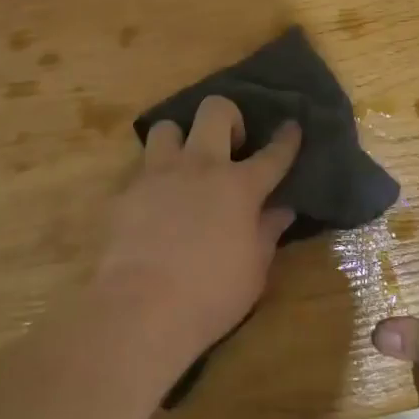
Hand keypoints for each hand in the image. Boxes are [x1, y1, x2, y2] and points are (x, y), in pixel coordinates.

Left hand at [88, 96, 301, 365]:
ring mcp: (159, 174)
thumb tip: (283, 209)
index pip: (272, 154)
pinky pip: (141, 168)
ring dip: (180, 140)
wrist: (141, 308)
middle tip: (230, 144)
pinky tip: (155, 201)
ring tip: (184, 165)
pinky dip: (152, 178)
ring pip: (167, 127)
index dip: (286, 139)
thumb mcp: (254, 270)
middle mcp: (200, 166)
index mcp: (239, 186)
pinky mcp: (126, 190)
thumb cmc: (210, 295)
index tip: (292, 125)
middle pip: (215, 110)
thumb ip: (268, 232)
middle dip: (228, 117)